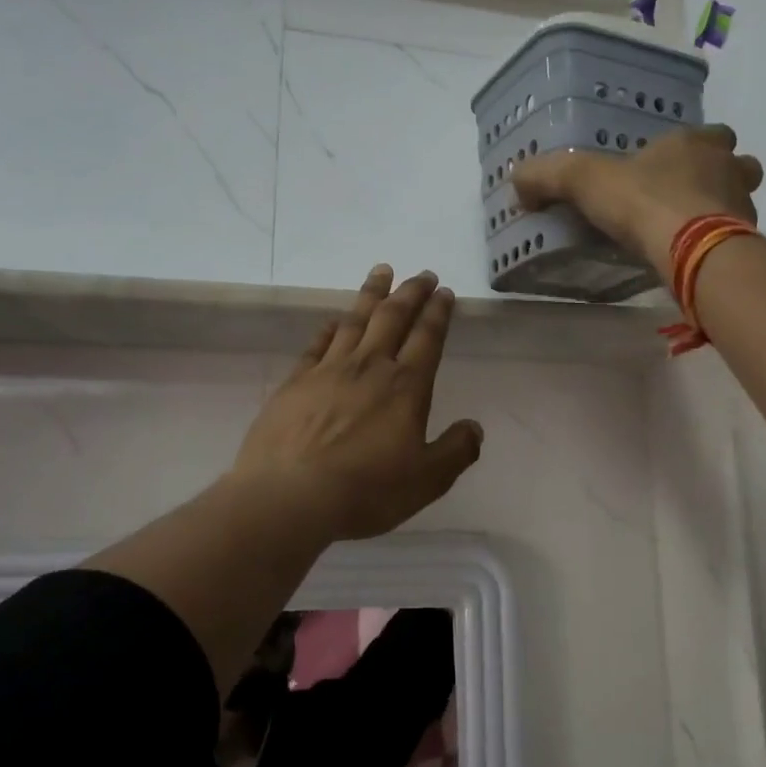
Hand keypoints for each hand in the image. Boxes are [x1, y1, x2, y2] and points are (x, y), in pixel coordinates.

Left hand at [232, 265, 483, 540]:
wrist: (290, 495)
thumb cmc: (366, 489)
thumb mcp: (426, 480)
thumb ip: (456, 451)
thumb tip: (475, 427)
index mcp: (406, 387)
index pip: (427, 337)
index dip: (438, 312)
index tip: (444, 291)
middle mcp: (370, 367)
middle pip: (393, 317)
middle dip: (410, 292)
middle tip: (422, 274)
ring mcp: (329, 370)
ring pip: (355, 320)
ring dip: (372, 294)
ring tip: (382, 271)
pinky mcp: (296, 381)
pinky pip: (317, 344)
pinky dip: (329, 327)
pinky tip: (334, 320)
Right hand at [512, 124, 763, 282]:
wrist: (693, 250)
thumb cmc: (644, 202)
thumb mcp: (585, 181)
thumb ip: (549, 175)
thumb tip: (518, 180)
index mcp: (695, 144)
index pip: (709, 133)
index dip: (694, 146)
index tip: (672, 164)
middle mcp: (728, 169)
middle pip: (738, 164)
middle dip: (720, 175)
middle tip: (690, 196)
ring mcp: (743, 207)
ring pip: (742, 201)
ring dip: (724, 211)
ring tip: (693, 232)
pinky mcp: (746, 244)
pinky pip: (737, 240)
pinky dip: (721, 246)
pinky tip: (695, 260)